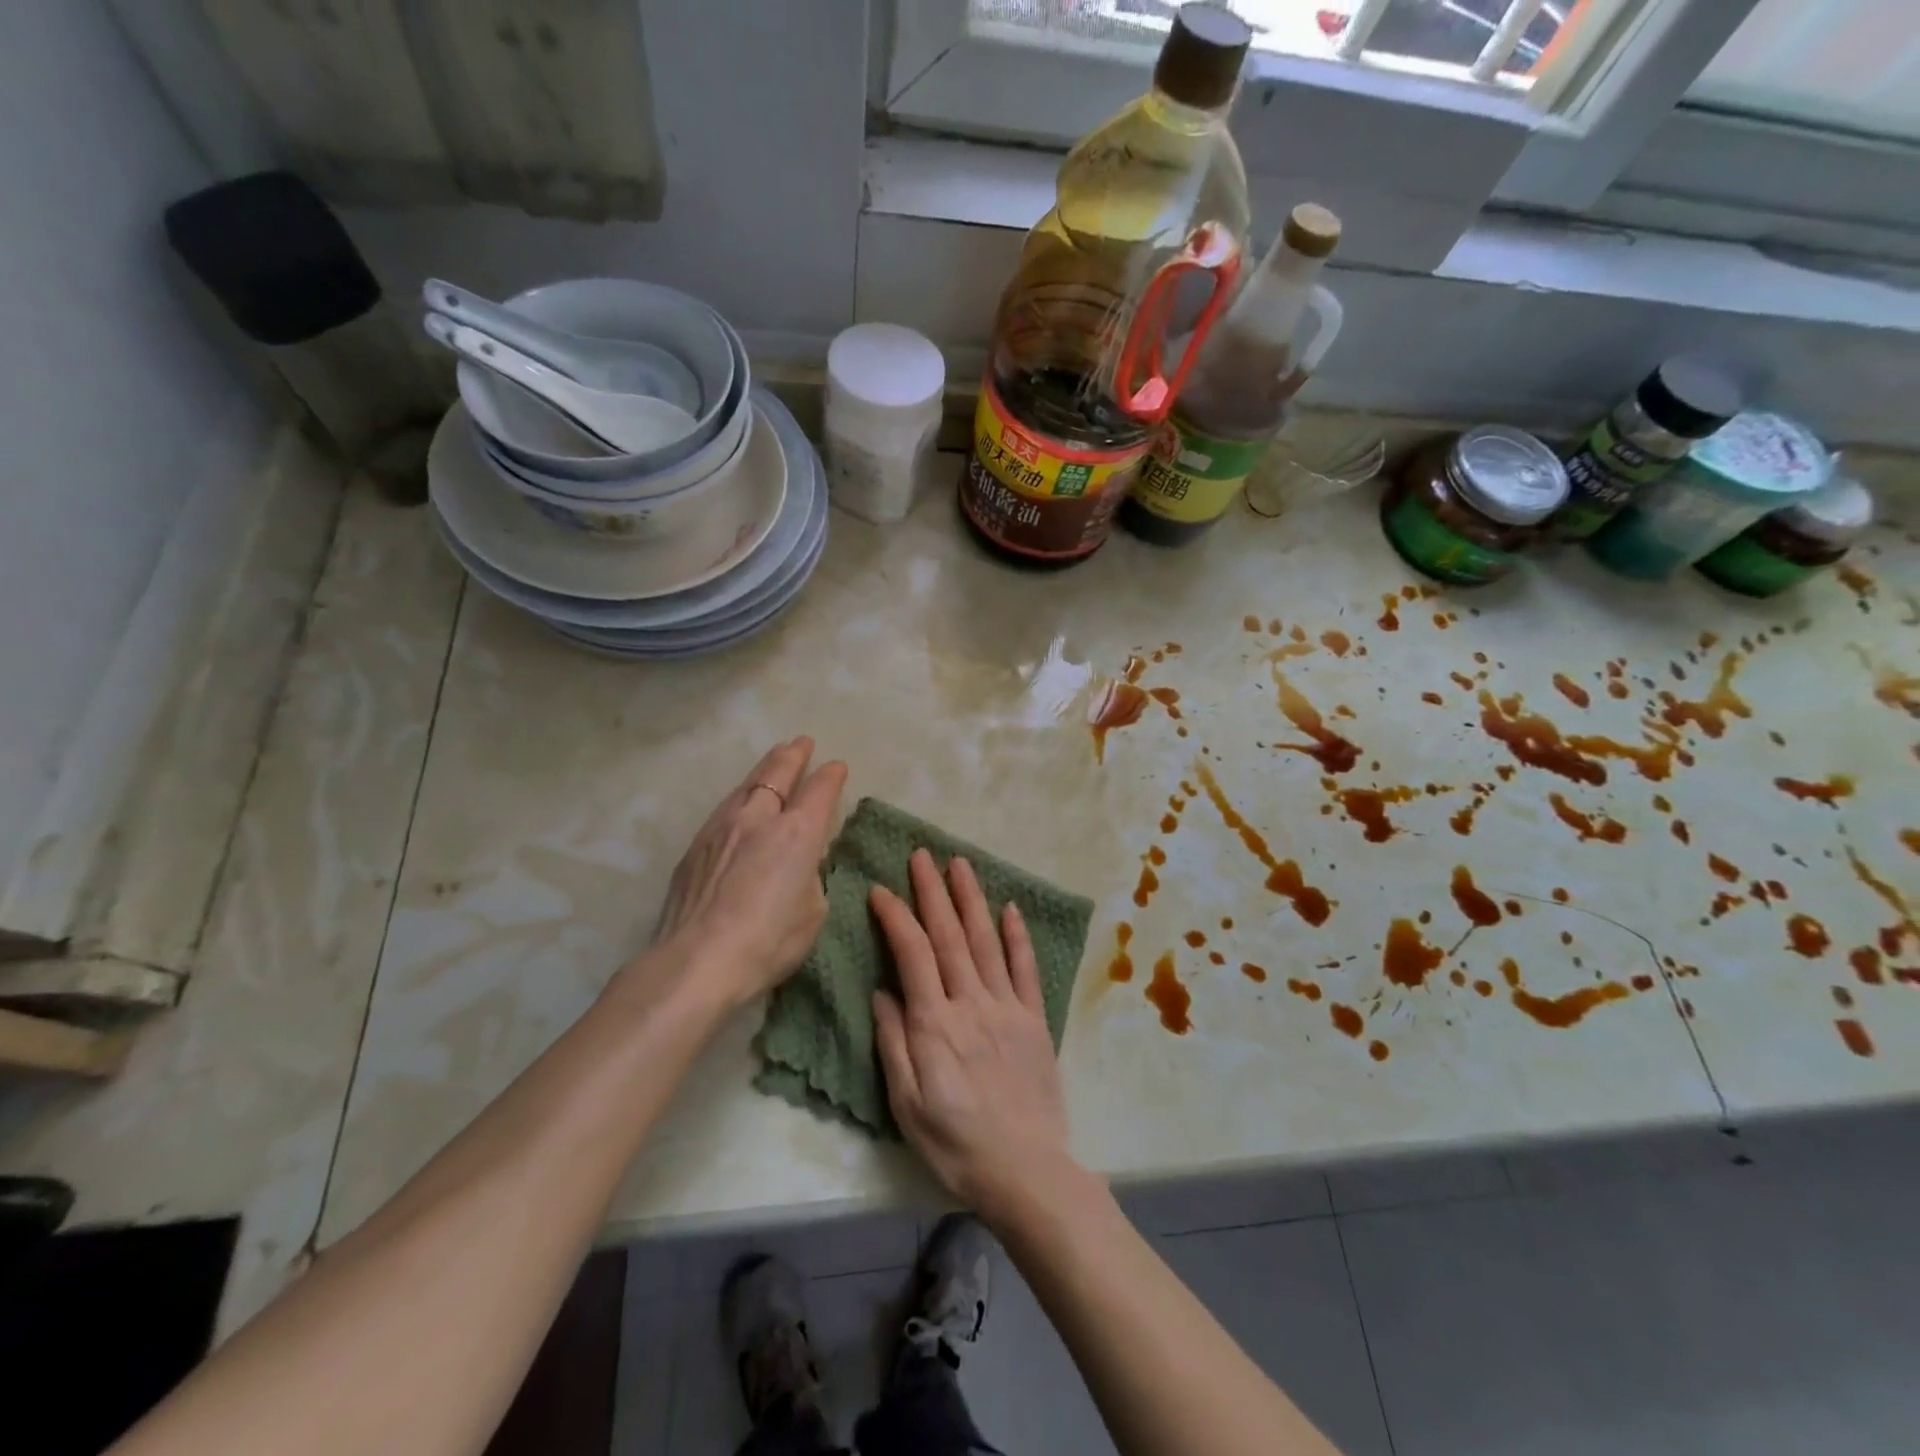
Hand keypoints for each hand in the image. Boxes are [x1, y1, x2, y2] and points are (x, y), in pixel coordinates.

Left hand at [652, 737, 846, 1003]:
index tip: (837, 767)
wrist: (697, 959)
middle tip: (802, 742)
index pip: (820, 791)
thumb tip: (802, 862)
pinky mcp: (697, 844)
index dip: (831, 776)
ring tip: (773, 759)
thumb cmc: (769, 941)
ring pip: (748, 784)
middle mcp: (760, 818)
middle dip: (793, 755)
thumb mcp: (813, 911)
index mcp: (798, 833)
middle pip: (778, 773)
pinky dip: (742, 795)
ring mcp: (723, 827)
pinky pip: (726, 806)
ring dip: (765, 768)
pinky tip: (742, 800)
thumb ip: (811, 876)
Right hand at [871, 851, 1076, 1217]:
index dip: (896, 917)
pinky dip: (1018, 936)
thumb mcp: (906, 1105)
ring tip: (960, 865)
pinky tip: (1010, 908)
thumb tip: (882, 991)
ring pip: (987, 942)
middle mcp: (972, 1003)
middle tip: (922, 854)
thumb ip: (893, 1043)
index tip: (881, 889)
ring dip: (972, 900)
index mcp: (935, 1024)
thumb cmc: (955, 1145)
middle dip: (933, 892)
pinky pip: (1026, 969)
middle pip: (950, 936)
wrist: (1026, 1172)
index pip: (912, 954)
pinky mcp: (1035, 1020)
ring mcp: (1008, 1008)